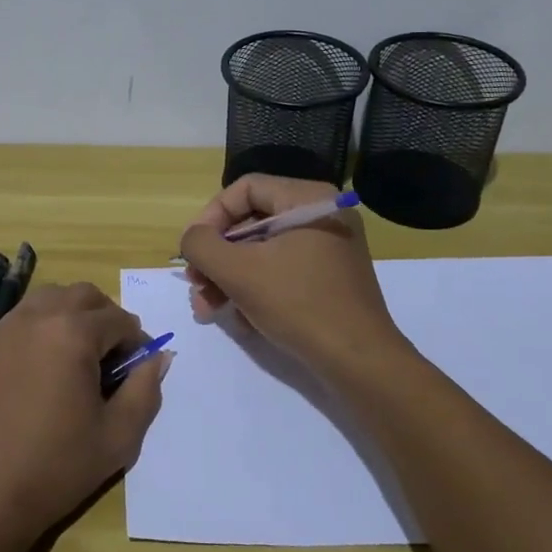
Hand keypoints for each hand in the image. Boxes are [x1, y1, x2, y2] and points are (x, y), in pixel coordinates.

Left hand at [0, 282, 166, 545]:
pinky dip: (45, 325)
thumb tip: (158, 358)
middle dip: (107, 319)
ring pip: (52, 298)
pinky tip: (46, 368)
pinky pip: (24, 316)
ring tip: (79, 359)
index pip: (120, 320)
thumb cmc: (55, 467)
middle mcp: (38, 316)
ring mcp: (7, 327)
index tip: (137, 374)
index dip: (137, 344)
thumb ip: (145, 391)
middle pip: (85, 296)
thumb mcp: (118, 437)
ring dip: (74, 315)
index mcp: (73, 333)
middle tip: (113, 361)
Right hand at [178, 174, 409, 376]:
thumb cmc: (298, 304)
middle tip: (196, 286)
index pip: (244, 189)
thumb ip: (202, 245)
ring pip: (263, 251)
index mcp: (307, 199)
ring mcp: (329, 248)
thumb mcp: (238, 271)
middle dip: (217, 257)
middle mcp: (321, 215)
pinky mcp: (329, 279)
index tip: (193, 251)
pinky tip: (241, 321)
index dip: (210, 216)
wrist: (359, 362)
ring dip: (229, 278)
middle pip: (251, 222)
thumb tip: (192, 238)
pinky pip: (282, 272)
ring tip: (207, 310)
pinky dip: (256, 290)